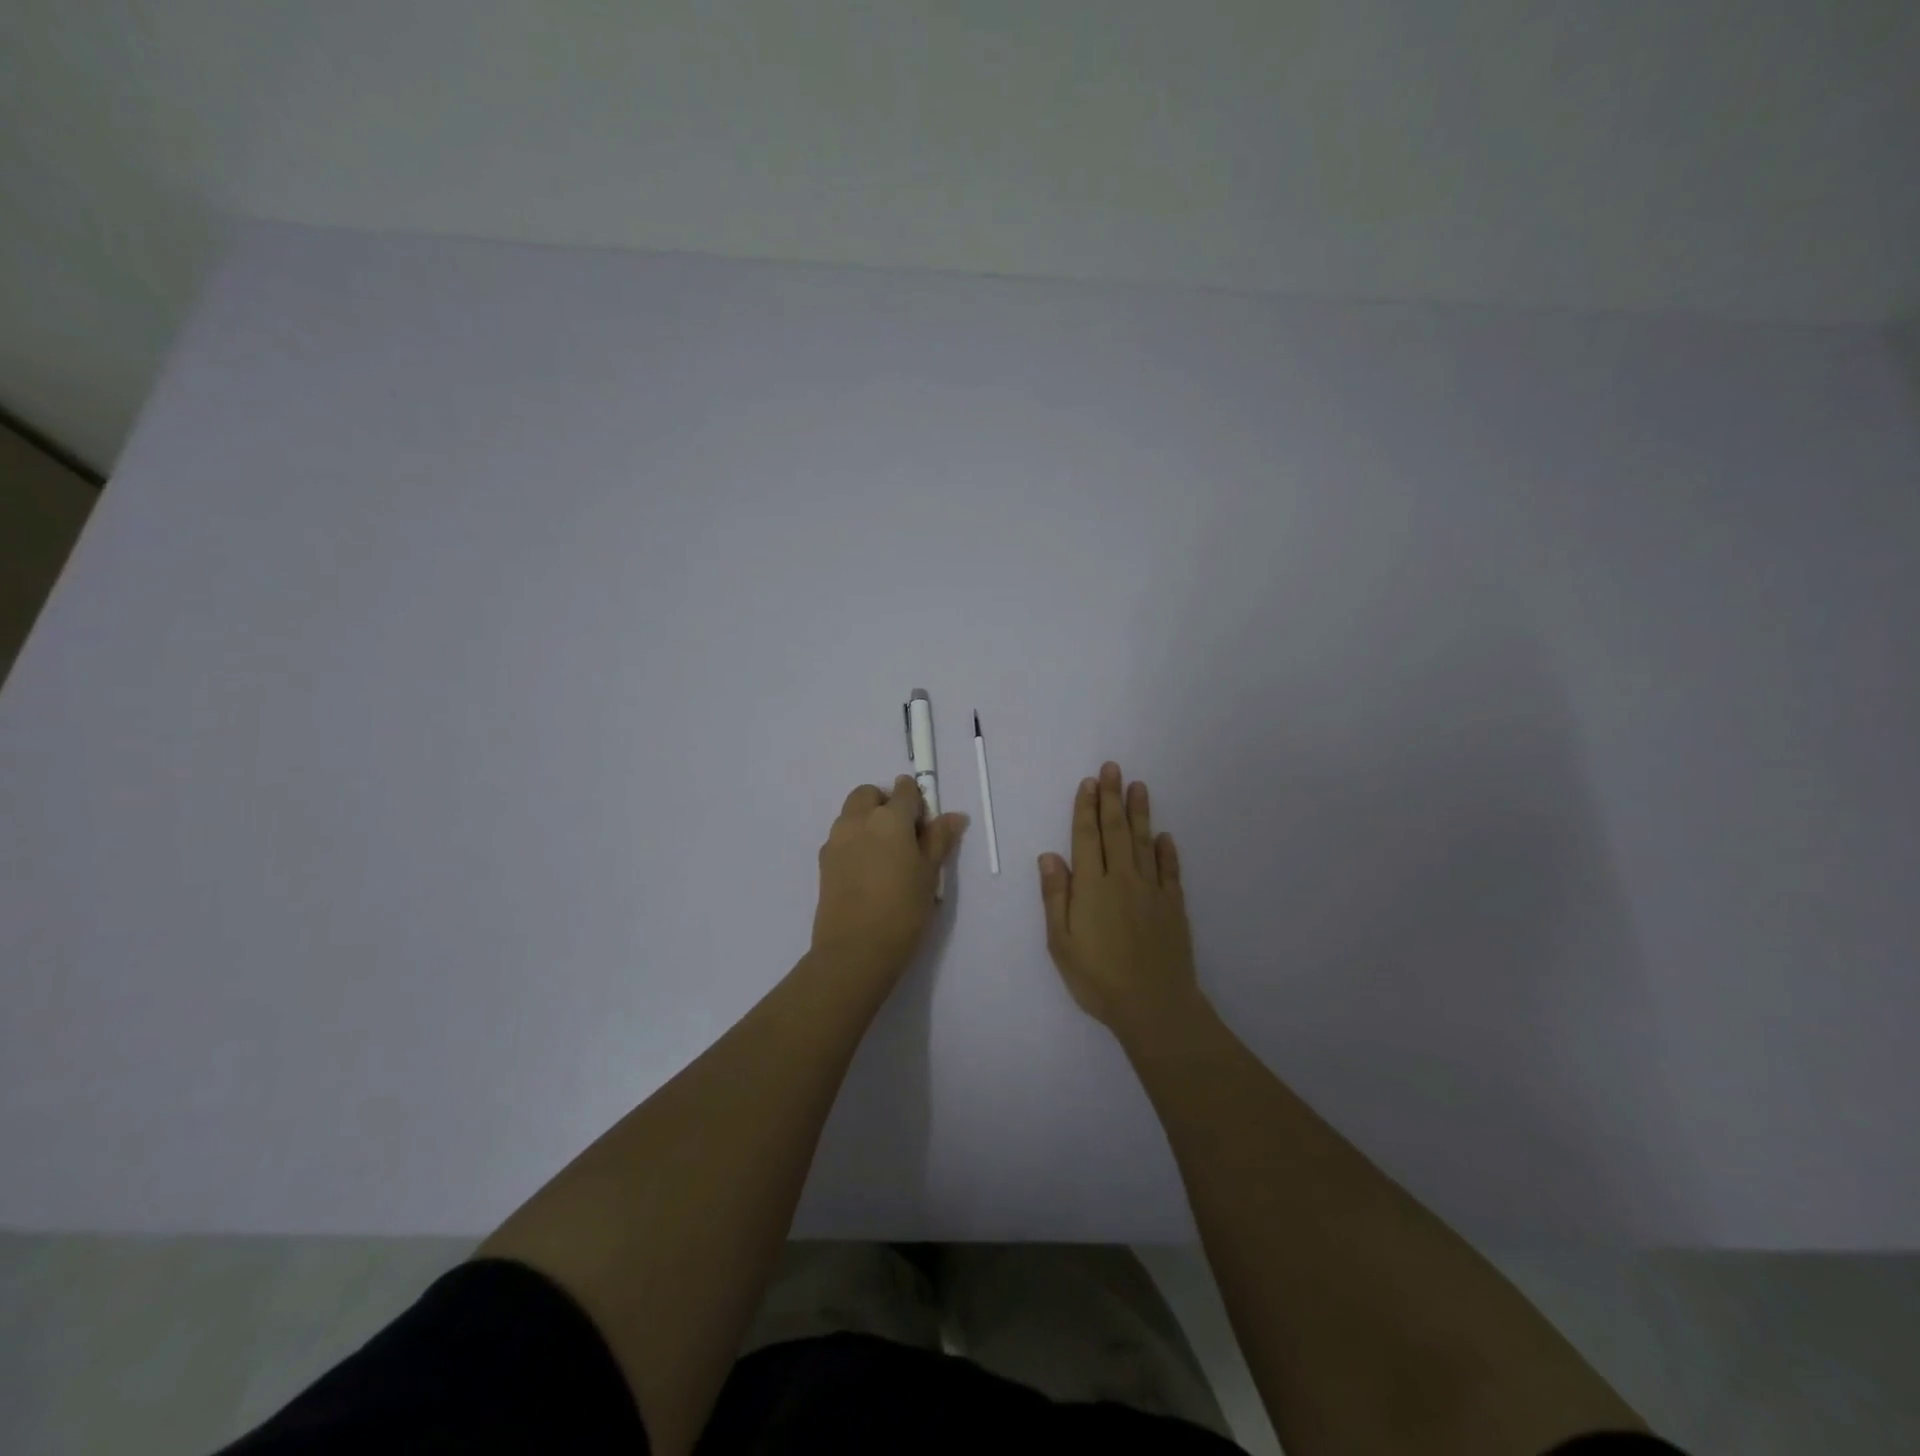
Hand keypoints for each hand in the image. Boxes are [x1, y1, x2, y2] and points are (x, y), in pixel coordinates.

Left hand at [811, 776, 967, 981]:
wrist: (855, 950)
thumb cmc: (903, 910)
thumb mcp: (930, 874)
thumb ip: (939, 839)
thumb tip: (954, 816)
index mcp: (889, 818)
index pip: (904, 790)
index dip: (917, 801)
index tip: (924, 824)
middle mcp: (858, 820)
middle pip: (869, 794)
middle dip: (885, 803)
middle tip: (903, 835)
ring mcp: (836, 839)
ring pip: (851, 813)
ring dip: (867, 820)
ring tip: (885, 855)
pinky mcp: (823, 861)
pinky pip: (841, 837)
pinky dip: (854, 840)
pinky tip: (867, 871)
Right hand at [1039, 761, 1201, 1039]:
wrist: (1154, 1006)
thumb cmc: (1098, 978)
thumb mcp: (1061, 943)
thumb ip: (1056, 897)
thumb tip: (1049, 856)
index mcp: (1092, 887)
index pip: (1087, 838)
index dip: (1086, 809)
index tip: (1089, 783)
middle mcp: (1122, 879)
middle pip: (1116, 831)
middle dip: (1112, 798)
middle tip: (1113, 767)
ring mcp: (1151, 891)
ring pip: (1144, 843)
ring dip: (1140, 813)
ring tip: (1138, 786)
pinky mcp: (1173, 906)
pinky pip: (1170, 870)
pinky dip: (1167, 850)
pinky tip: (1165, 836)